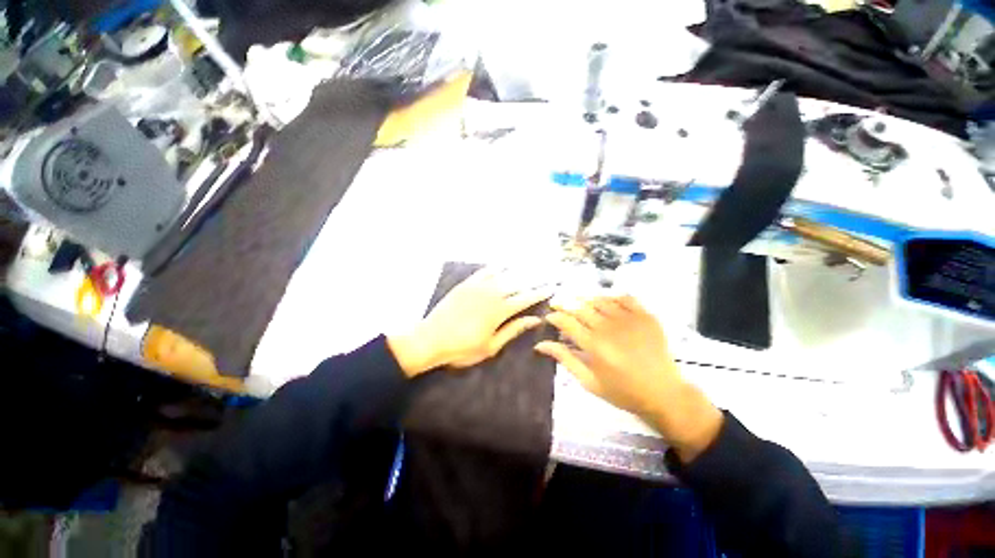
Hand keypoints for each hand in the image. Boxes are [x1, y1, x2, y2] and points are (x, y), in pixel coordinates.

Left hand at [388, 267, 553, 376]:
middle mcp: (491, 294)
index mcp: (499, 311)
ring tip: (530, 266)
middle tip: (546, 274)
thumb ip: (513, 330)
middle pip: (517, 284)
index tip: (551, 288)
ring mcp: (478, 286)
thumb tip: (534, 319)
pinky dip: (495, 267)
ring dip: (518, 270)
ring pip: (503, 274)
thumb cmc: (462, 348)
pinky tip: (502, 265)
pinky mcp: (466, 284)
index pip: (525, 299)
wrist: (430, 339)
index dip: (540, 293)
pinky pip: (484, 271)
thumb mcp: (491, 346)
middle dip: (533, 279)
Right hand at [535, 295, 722, 462]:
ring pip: (599, 299)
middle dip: (564, 303)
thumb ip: (565, 359)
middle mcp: (609, 327)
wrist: (664, 393)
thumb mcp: (589, 381)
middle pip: (580, 307)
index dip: (554, 316)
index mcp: (594, 345)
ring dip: (585, 299)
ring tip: (578, 303)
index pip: (566, 322)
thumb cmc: (622, 391)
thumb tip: (541, 344)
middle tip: (558, 304)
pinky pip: (624, 298)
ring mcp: (629, 319)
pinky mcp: (645, 316)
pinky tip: (605, 302)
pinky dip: (611, 297)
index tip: (549, 317)